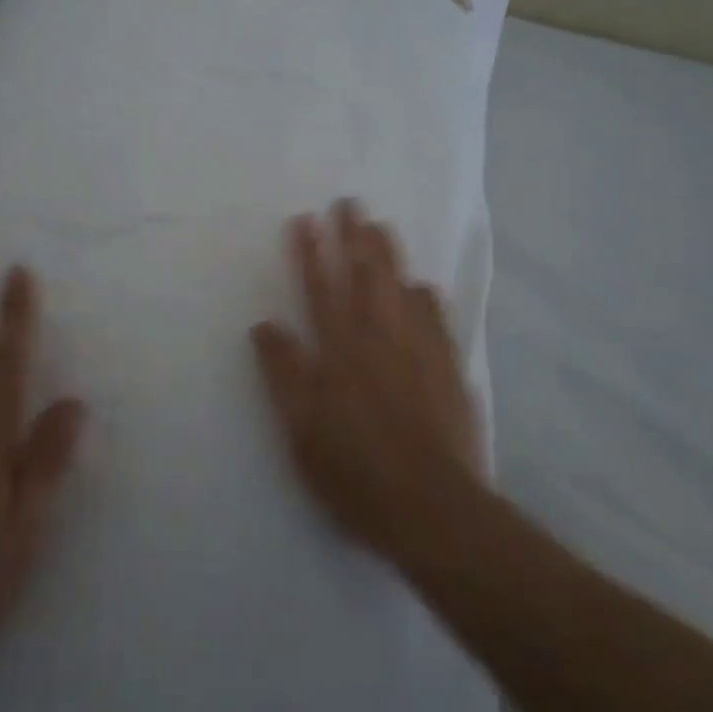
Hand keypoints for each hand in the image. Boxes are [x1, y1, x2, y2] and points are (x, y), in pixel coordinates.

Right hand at [251, 200, 482, 567]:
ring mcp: (419, 350)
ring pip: (401, 287)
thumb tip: (264, 324)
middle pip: (365, 276)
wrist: (435, 509)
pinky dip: (425, 295)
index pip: (320, 288)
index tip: (305, 219)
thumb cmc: (356, 473)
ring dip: (388, 254)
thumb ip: (284, 373)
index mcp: (340, 351)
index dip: (311, 252)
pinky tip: (422, 285)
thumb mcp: (302, 430)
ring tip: (380, 226)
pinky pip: (436, 318)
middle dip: (354, 236)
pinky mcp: (448, 369)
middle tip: (349, 203)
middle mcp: (379, 338)